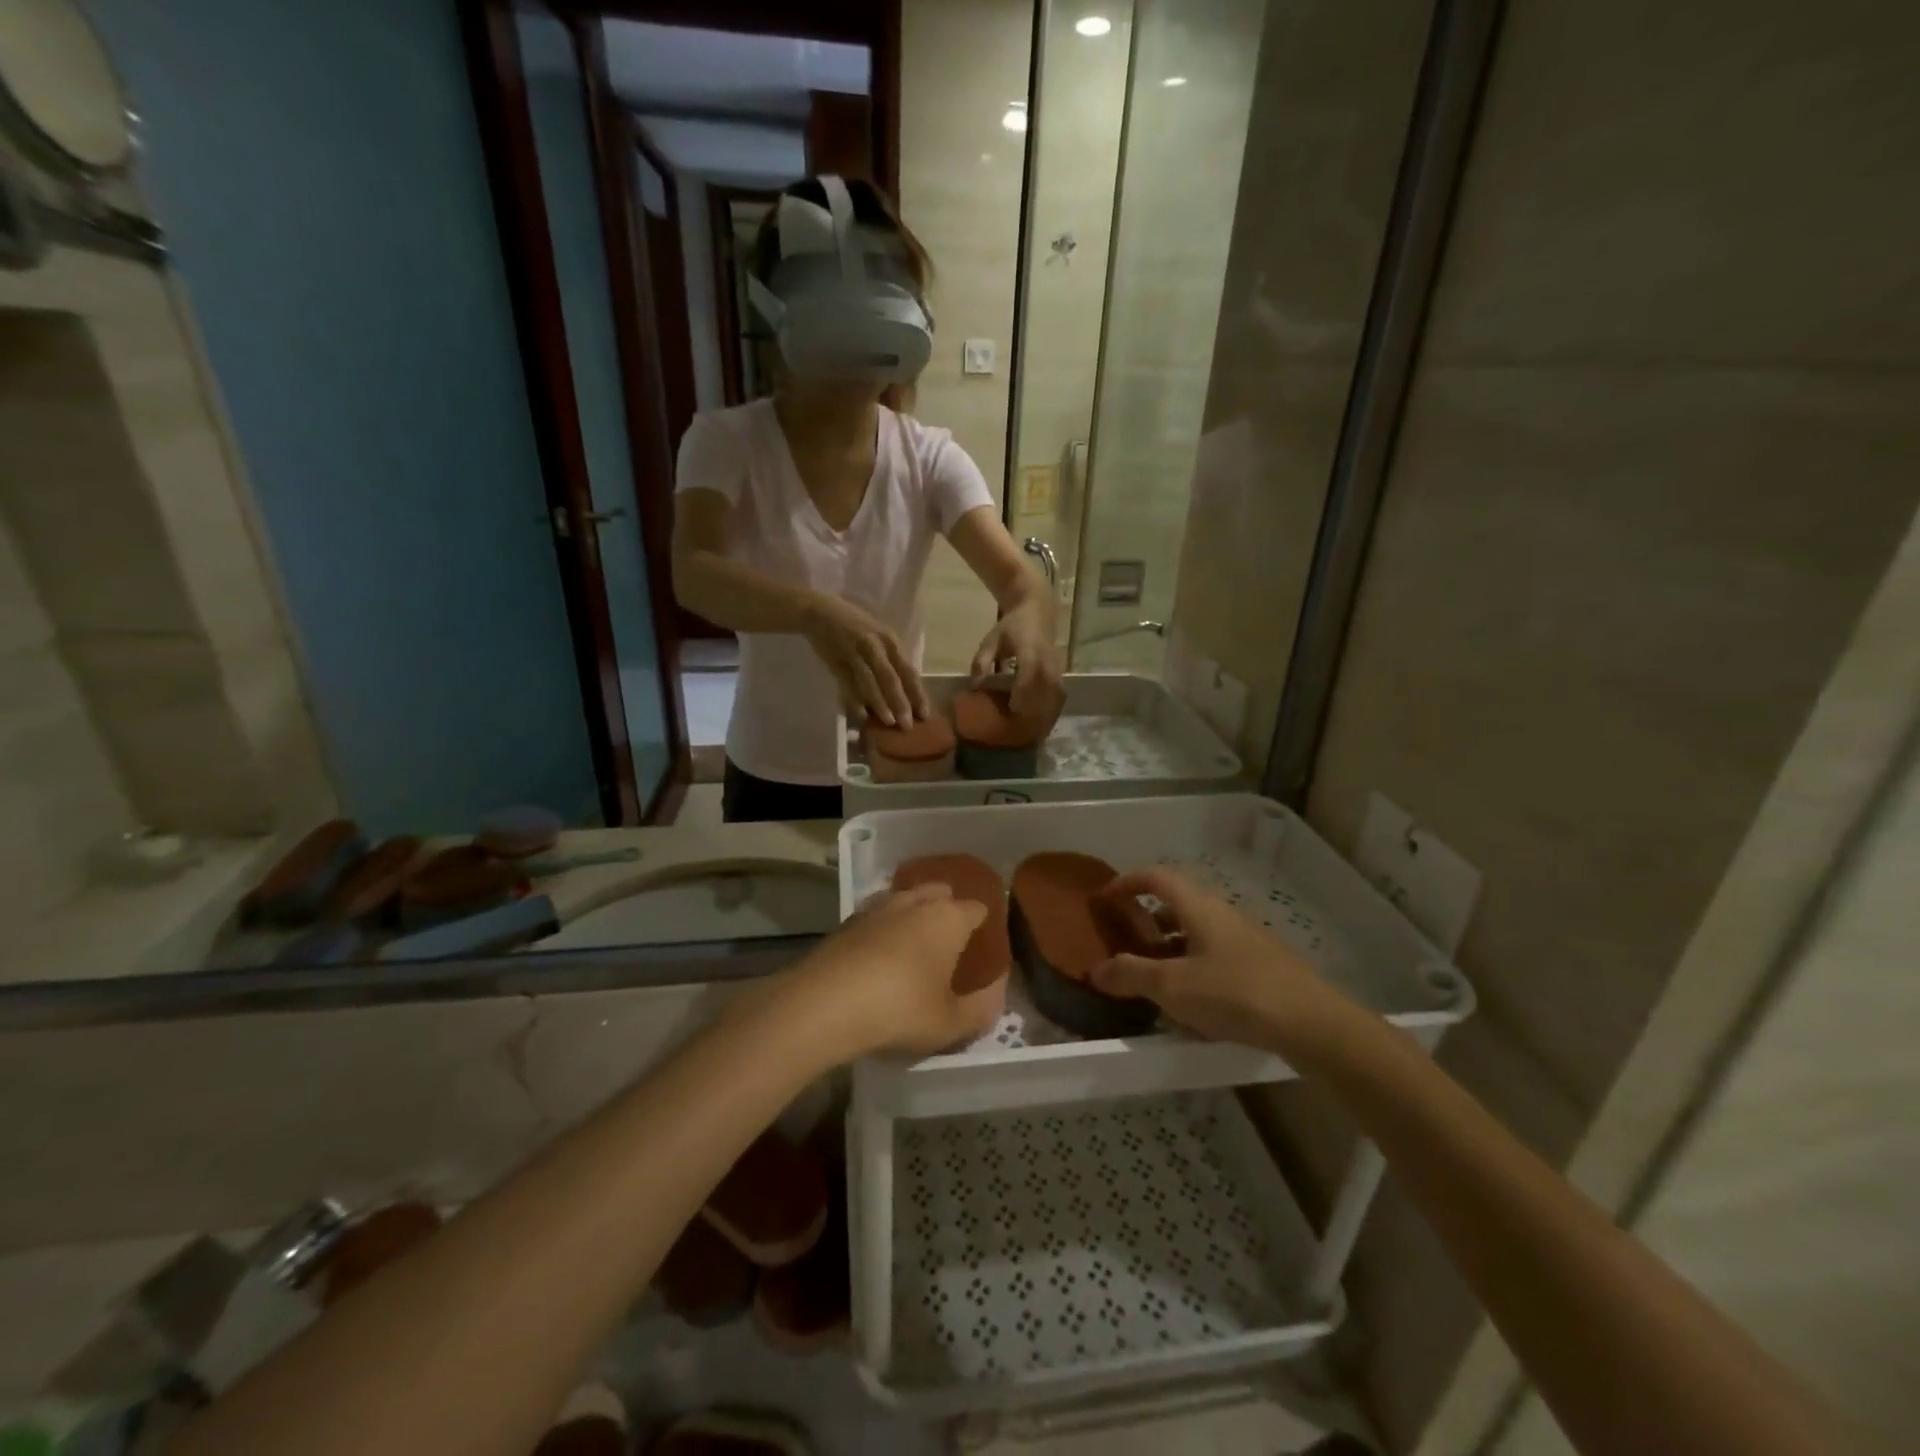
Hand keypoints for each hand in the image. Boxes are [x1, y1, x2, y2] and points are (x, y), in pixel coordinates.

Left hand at [786, 884, 1000, 1058]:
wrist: (826, 1003)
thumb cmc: (900, 1009)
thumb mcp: (949, 1023)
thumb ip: (978, 1010)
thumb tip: (995, 998)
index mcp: (949, 918)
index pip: (977, 908)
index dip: (983, 924)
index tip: (983, 944)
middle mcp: (916, 902)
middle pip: (940, 892)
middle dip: (948, 908)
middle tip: (950, 941)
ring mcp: (878, 907)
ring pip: (905, 898)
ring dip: (913, 914)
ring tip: (914, 944)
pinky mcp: (847, 921)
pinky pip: (877, 916)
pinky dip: (884, 928)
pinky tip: (880, 954)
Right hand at [801, 593, 930, 727]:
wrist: (820, 611)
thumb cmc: (855, 625)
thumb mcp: (879, 637)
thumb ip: (891, 659)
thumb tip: (905, 691)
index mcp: (890, 641)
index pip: (908, 670)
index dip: (917, 693)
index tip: (925, 714)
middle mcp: (875, 646)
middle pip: (891, 678)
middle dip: (901, 703)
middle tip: (907, 725)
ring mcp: (855, 653)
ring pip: (870, 682)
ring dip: (880, 703)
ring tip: (888, 722)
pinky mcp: (836, 660)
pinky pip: (848, 684)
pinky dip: (855, 699)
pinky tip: (862, 715)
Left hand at [969, 604, 1063, 722]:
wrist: (1037, 610)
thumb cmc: (1011, 626)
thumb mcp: (991, 640)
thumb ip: (981, 662)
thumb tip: (973, 686)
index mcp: (1029, 649)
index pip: (1029, 673)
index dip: (1022, 692)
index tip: (1013, 710)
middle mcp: (1047, 658)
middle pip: (1045, 688)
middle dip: (1036, 709)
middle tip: (1023, 728)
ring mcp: (1057, 664)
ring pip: (1055, 692)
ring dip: (1046, 711)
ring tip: (1034, 730)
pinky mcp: (1061, 669)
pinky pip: (1059, 691)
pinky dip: (1052, 706)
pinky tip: (1044, 720)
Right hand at [1090, 868, 1354, 1057]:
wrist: (1312, 1024)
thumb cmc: (1235, 993)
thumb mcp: (1173, 987)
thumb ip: (1131, 975)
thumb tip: (1095, 969)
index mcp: (1199, 907)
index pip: (1157, 877)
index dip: (1127, 881)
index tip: (1105, 897)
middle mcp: (1222, 914)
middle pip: (1177, 904)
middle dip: (1147, 919)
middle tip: (1126, 941)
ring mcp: (1245, 940)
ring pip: (1197, 932)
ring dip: (1170, 947)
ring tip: (1152, 978)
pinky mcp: (1261, 966)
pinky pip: (1215, 956)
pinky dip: (1193, 967)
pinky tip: (1191, 1004)